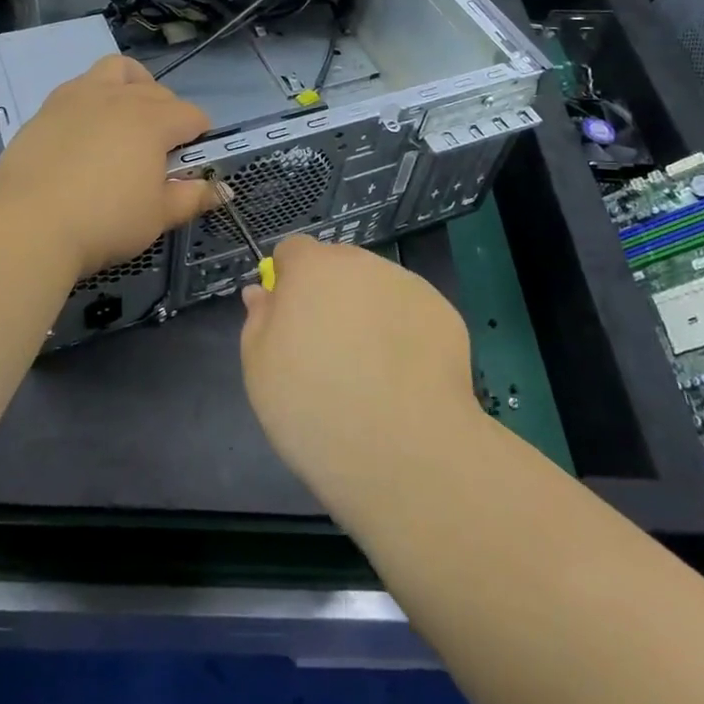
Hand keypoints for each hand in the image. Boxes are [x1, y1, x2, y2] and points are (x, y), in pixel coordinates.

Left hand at [0, 54, 221, 279]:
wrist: (28, 224)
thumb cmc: (105, 221)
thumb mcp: (157, 216)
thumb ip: (192, 197)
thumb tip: (222, 189)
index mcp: (152, 121)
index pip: (192, 115)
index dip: (200, 135)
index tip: (193, 160)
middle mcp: (120, 98)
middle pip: (158, 92)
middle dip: (170, 113)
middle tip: (162, 150)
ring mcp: (80, 96)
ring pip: (117, 69)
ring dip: (133, 85)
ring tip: (128, 116)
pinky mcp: (48, 107)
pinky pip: (81, 86)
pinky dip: (95, 99)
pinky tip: (88, 132)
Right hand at [239, 237, 481, 507]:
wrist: (405, 452)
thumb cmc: (315, 409)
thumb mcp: (260, 370)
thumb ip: (259, 320)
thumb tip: (263, 292)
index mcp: (312, 269)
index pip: (293, 250)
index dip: (288, 280)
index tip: (290, 321)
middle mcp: (361, 264)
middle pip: (338, 265)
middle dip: (330, 294)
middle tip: (328, 349)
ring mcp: (408, 286)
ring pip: (377, 288)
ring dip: (368, 311)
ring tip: (371, 371)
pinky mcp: (444, 314)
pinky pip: (411, 314)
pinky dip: (404, 334)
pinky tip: (404, 380)